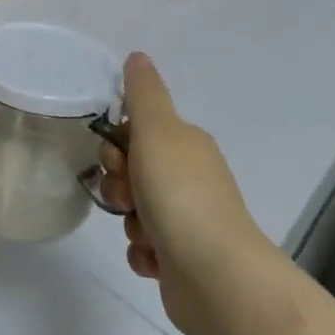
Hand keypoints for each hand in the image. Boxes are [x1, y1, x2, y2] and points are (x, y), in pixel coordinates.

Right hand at [101, 53, 270, 334]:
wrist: (217, 278)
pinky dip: (141, 252)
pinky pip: (144, 246)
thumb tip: (137, 56)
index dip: (117, 145)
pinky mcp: (183, 259)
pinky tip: (152, 259)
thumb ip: (142, 92)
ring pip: (135, 210)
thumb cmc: (180, 196)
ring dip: (130, 222)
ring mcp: (189, 220)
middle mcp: (190, 178)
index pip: (136, 131)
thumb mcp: (156, 131)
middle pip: (132, 171)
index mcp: (186, 145)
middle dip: (120, 186)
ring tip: (145, 234)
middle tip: (128, 198)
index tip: (118, 160)